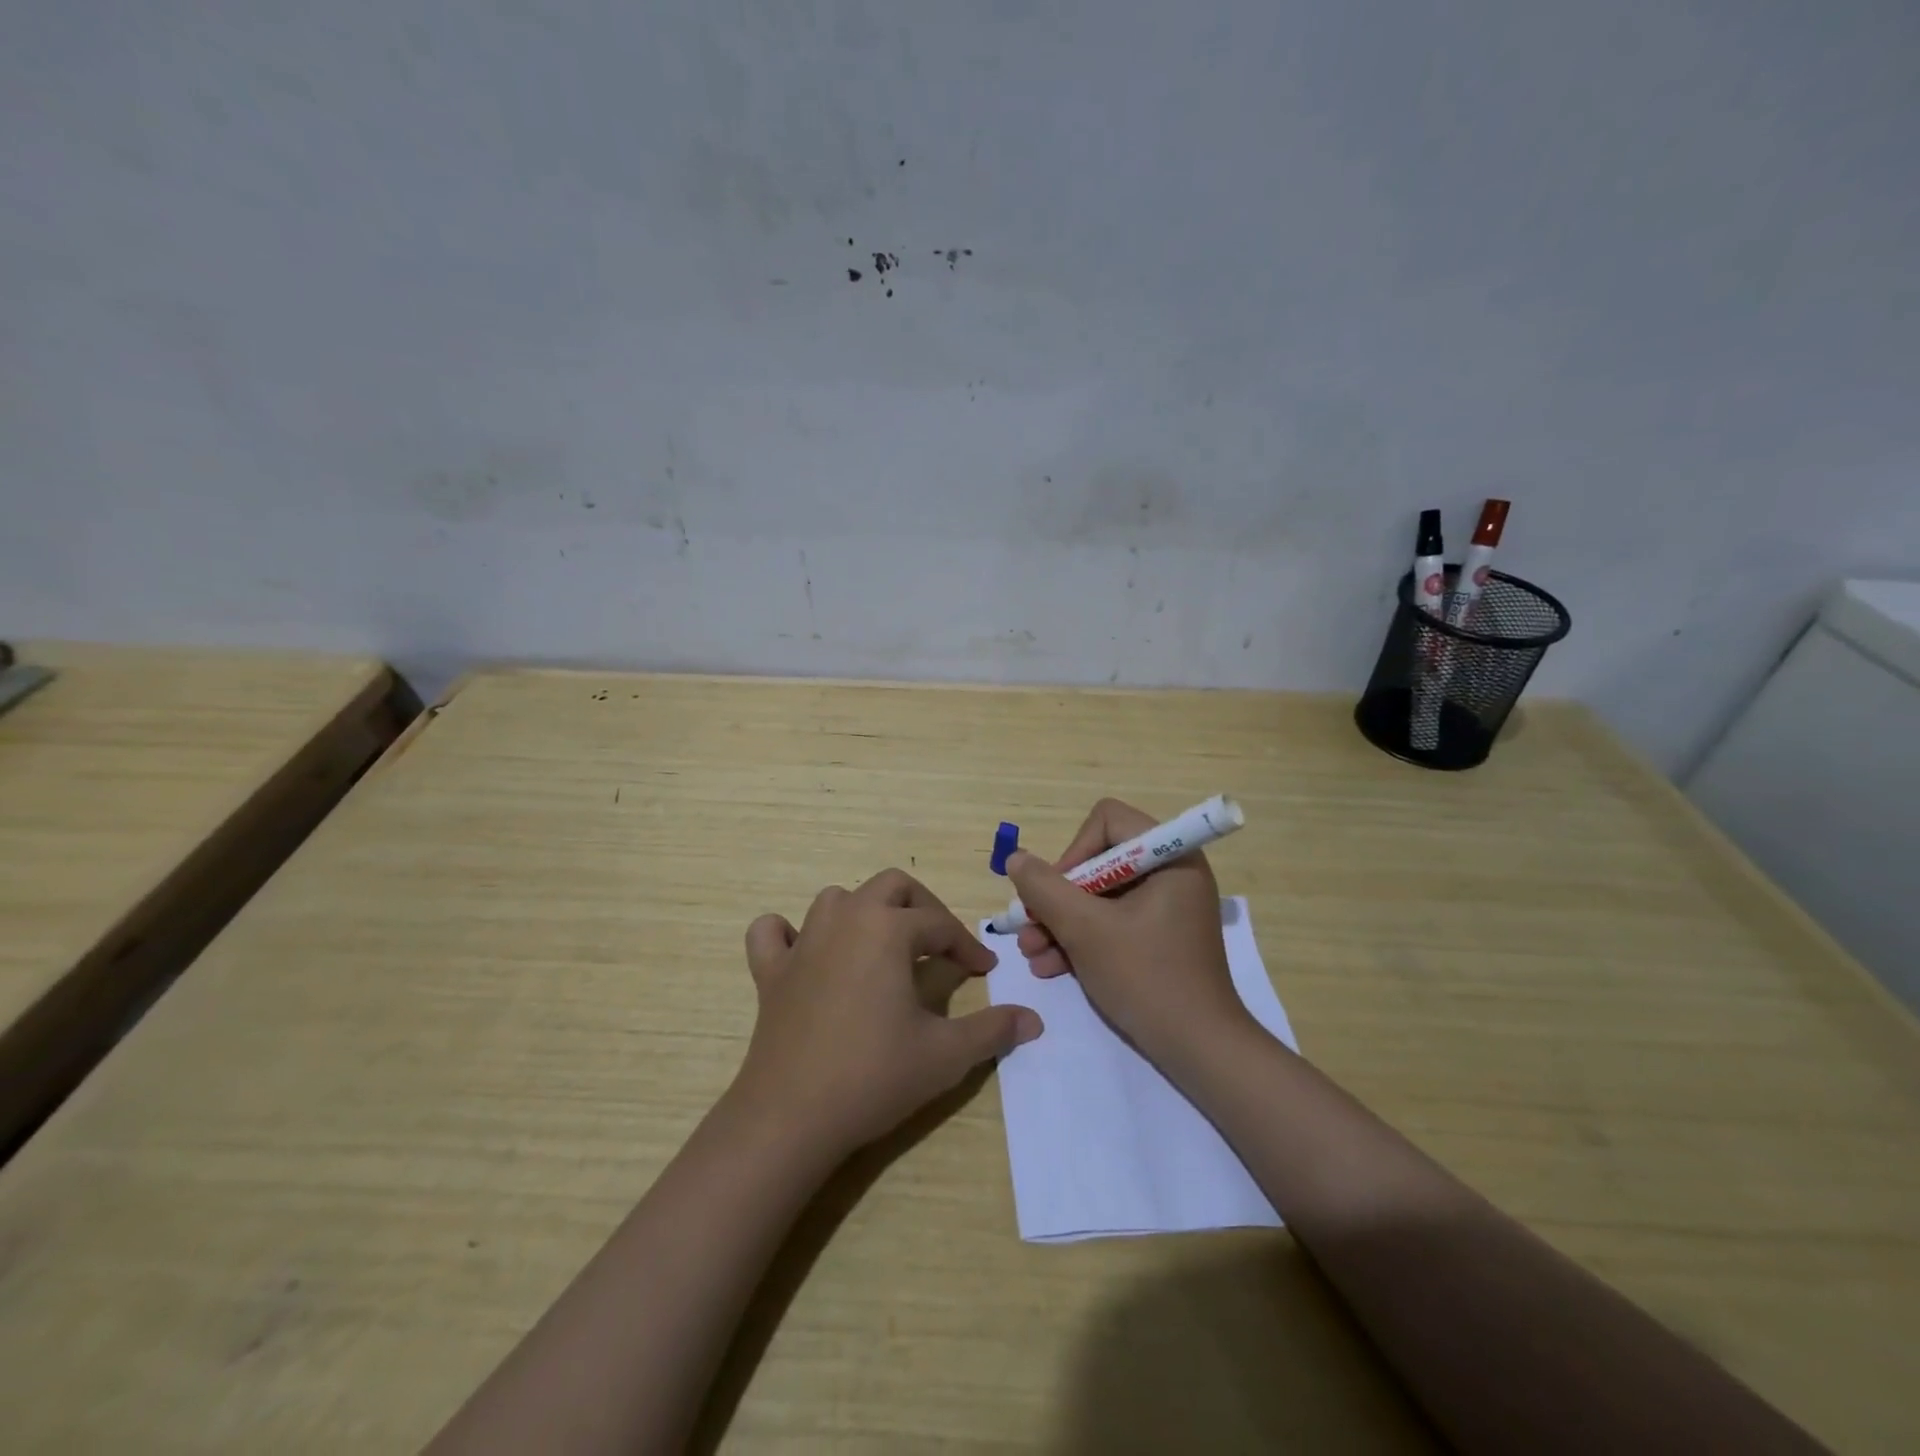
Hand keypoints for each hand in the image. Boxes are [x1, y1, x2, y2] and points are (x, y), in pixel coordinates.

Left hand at [730, 869, 1043, 1162]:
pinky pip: (772, 933)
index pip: (940, 924)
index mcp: (888, 929)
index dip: (968, 946)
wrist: (792, 1116)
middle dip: (923, 907)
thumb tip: (1034, 1020)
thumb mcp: (946, 1054)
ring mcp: (802, 942)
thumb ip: (993, 1030)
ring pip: (837, 899)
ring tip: (882, 946)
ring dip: (864, 912)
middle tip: (941, 944)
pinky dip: (788, 933)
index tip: (986, 970)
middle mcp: (845, 919)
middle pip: (891, 886)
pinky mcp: (770, 971)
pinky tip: (804, 953)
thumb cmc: (875, 1076)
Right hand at [1007, 798, 1253, 1070]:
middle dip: (1058, 897)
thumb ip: (1045, 888)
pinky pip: (1112, 921)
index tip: (1056, 892)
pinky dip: (1081, 939)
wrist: (1199, 1051)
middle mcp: (1171, 872)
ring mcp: (1166, 907)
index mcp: (1170, 856)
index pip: (1108, 821)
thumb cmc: (1146, 977)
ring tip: (1031, 954)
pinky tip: (1049, 966)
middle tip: (1029, 926)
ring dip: (1061, 922)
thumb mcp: (1085, 929)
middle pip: (1098, 861)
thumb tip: (1016, 859)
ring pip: (1099, 896)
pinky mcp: (1158, 937)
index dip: (1074, 851)